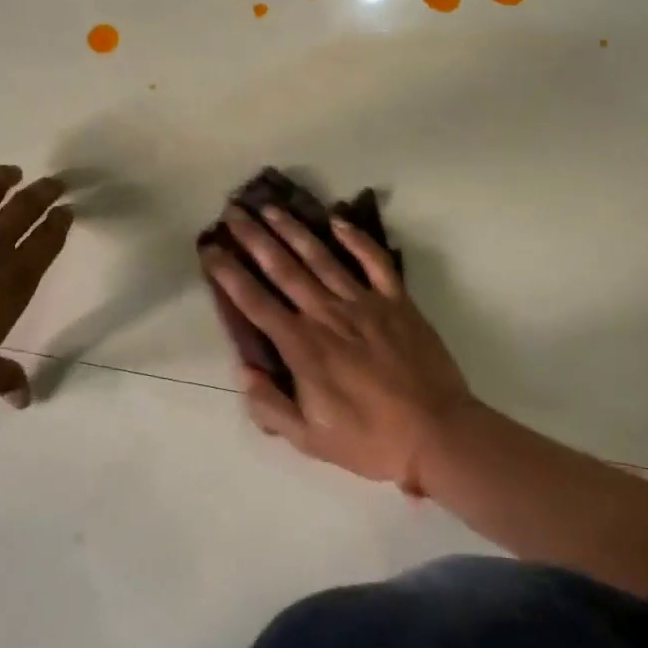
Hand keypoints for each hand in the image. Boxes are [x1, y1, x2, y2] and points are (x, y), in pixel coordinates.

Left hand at [0, 159, 72, 411]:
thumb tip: (25, 399)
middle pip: (24, 209)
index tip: (66, 212)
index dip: (60, 224)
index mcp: (12, 283)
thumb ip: (3, 379)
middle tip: (53, 183)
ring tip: (13, 170)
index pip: (47, 243)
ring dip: (3, 178)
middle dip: (43, 193)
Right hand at [199, 204, 473, 491]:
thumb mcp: (310, 439)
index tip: (210, 248)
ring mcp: (364, 303)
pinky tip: (338, 220)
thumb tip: (242, 370)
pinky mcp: (397, 301)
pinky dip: (357, 238)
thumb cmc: (369, 440)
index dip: (228, 273)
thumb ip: (270, 406)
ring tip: (271, 207)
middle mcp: (327, 314)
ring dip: (294, 229)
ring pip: (322, 257)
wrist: (437, 434)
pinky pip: (375, 261)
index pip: (254, 301)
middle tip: (233, 210)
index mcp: (302, 346)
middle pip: (283, 267)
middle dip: (254, 237)